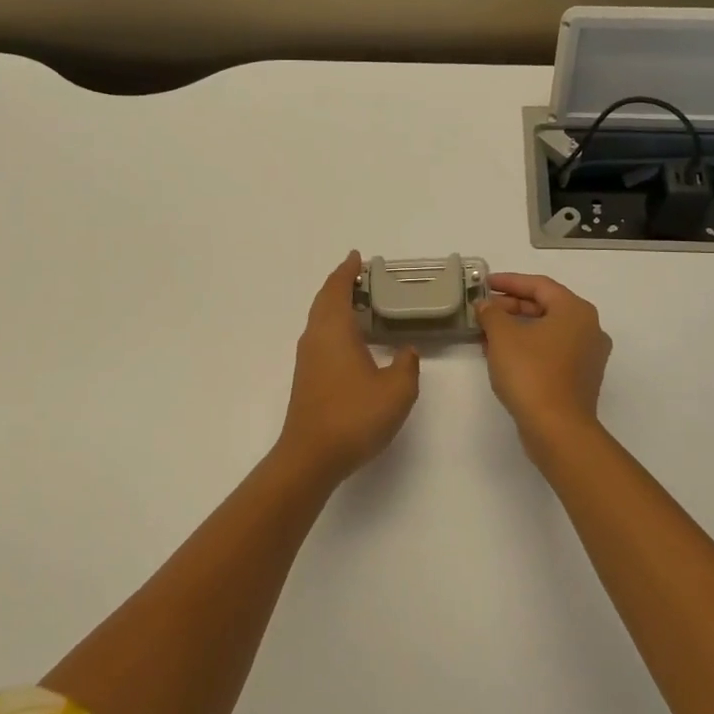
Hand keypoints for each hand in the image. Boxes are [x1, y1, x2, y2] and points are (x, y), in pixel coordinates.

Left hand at [277, 252, 421, 482]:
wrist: (311, 457)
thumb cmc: (354, 416)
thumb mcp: (396, 390)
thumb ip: (406, 364)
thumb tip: (406, 351)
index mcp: (334, 330)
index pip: (338, 289)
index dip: (348, 271)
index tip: (357, 257)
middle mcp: (315, 337)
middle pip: (324, 300)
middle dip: (340, 284)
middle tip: (362, 276)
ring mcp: (307, 358)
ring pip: (320, 319)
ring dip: (336, 305)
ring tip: (360, 302)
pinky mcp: (307, 377)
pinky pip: (320, 336)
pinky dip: (334, 325)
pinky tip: (352, 340)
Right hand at [477, 273, 612, 466]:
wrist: (557, 429)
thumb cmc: (531, 372)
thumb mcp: (503, 336)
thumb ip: (492, 313)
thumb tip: (486, 306)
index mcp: (575, 310)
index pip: (539, 285)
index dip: (509, 282)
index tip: (484, 284)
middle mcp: (588, 328)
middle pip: (546, 306)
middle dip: (511, 306)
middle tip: (483, 309)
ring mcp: (588, 356)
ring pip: (547, 331)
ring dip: (517, 328)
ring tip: (486, 332)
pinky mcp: (580, 378)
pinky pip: (551, 351)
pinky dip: (528, 347)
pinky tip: (502, 355)